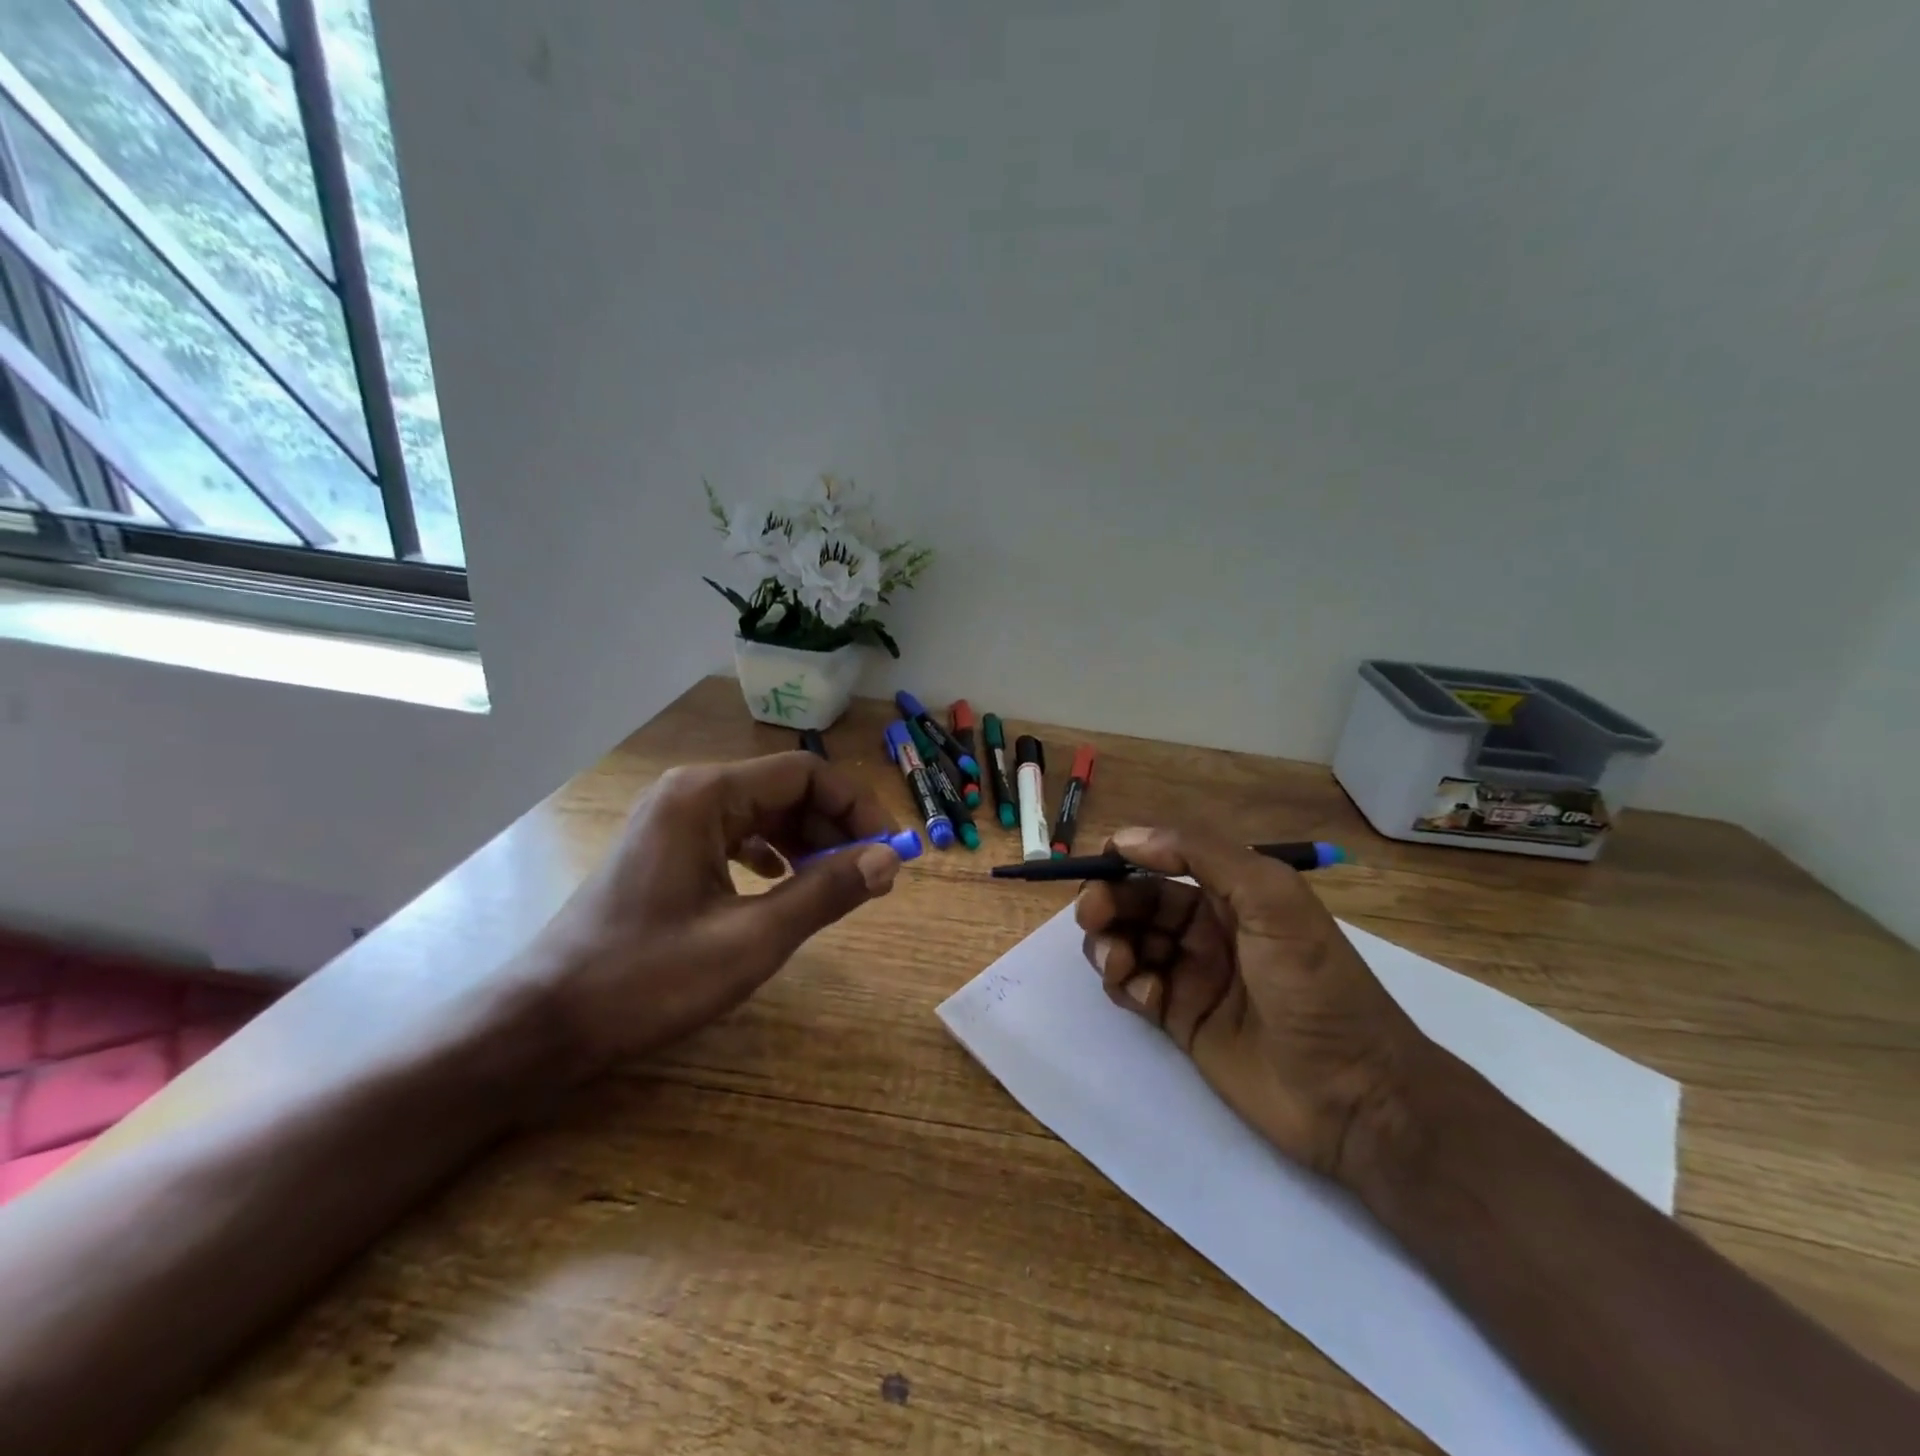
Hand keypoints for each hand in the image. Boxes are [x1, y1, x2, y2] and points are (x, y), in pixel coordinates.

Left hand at [533, 752, 903, 1069]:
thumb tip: (889, 859)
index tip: (890, 848)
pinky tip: (784, 883)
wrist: (545, 1021)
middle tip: (871, 873)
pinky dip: (773, 853)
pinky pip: (736, 834)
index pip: (805, 773)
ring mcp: (673, 819)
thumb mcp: (751, 940)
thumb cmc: (648, 978)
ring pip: (762, 812)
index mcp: (706, 796)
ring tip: (836, 881)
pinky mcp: (667, 848)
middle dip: (835, 826)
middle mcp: (689, 793)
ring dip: (807, 841)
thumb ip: (825, 893)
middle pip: (785, 789)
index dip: (856, 805)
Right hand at [1074, 826, 1431, 1183]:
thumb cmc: (1315, 985)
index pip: (1167, 860)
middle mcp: (1209, 927)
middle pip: (1139, 901)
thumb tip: (1129, 838)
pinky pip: (1135, 988)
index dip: (1129, 857)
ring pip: (1129, 942)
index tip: (1099, 865)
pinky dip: (1127, 985)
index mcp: (1233, 892)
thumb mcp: (1272, 901)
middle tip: (1091, 916)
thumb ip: (1204, 855)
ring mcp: (1193, 974)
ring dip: (1110, 944)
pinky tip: (1147, 998)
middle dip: (1108, 901)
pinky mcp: (1180, 1019)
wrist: (1353, 1095)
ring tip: (1119, 964)